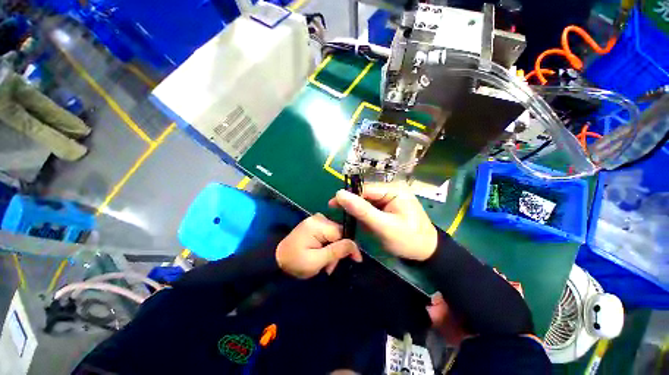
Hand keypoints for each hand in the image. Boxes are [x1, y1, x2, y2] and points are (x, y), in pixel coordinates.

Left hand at [276, 214, 362, 278]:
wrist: (276, 260)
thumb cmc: (295, 262)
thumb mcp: (316, 261)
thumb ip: (336, 251)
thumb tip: (355, 245)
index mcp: (318, 224)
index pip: (342, 232)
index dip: (349, 246)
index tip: (356, 260)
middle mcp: (319, 218)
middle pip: (339, 233)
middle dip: (338, 251)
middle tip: (330, 268)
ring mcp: (316, 220)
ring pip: (335, 235)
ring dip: (333, 250)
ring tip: (326, 265)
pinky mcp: (314, 225)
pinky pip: (329, 234)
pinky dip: (328, 246)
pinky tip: (323, 256)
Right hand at [328, 182, 437, 260]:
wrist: (426, 252)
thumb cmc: (408, 239)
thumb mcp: (384, 226)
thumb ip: (362, 210)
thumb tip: (340, 194)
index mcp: (393, 190)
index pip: (365, 189)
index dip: (348, 196)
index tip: (332, 205)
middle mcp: (391, 190)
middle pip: (365, 195)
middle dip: (353, 206)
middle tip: (340, 216)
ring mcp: (389, 199)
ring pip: (366, 202)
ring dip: (358, 213)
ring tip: (351, 222)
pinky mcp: (388, 207)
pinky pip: (371, 209)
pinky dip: (365, 217)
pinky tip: (362, 224)